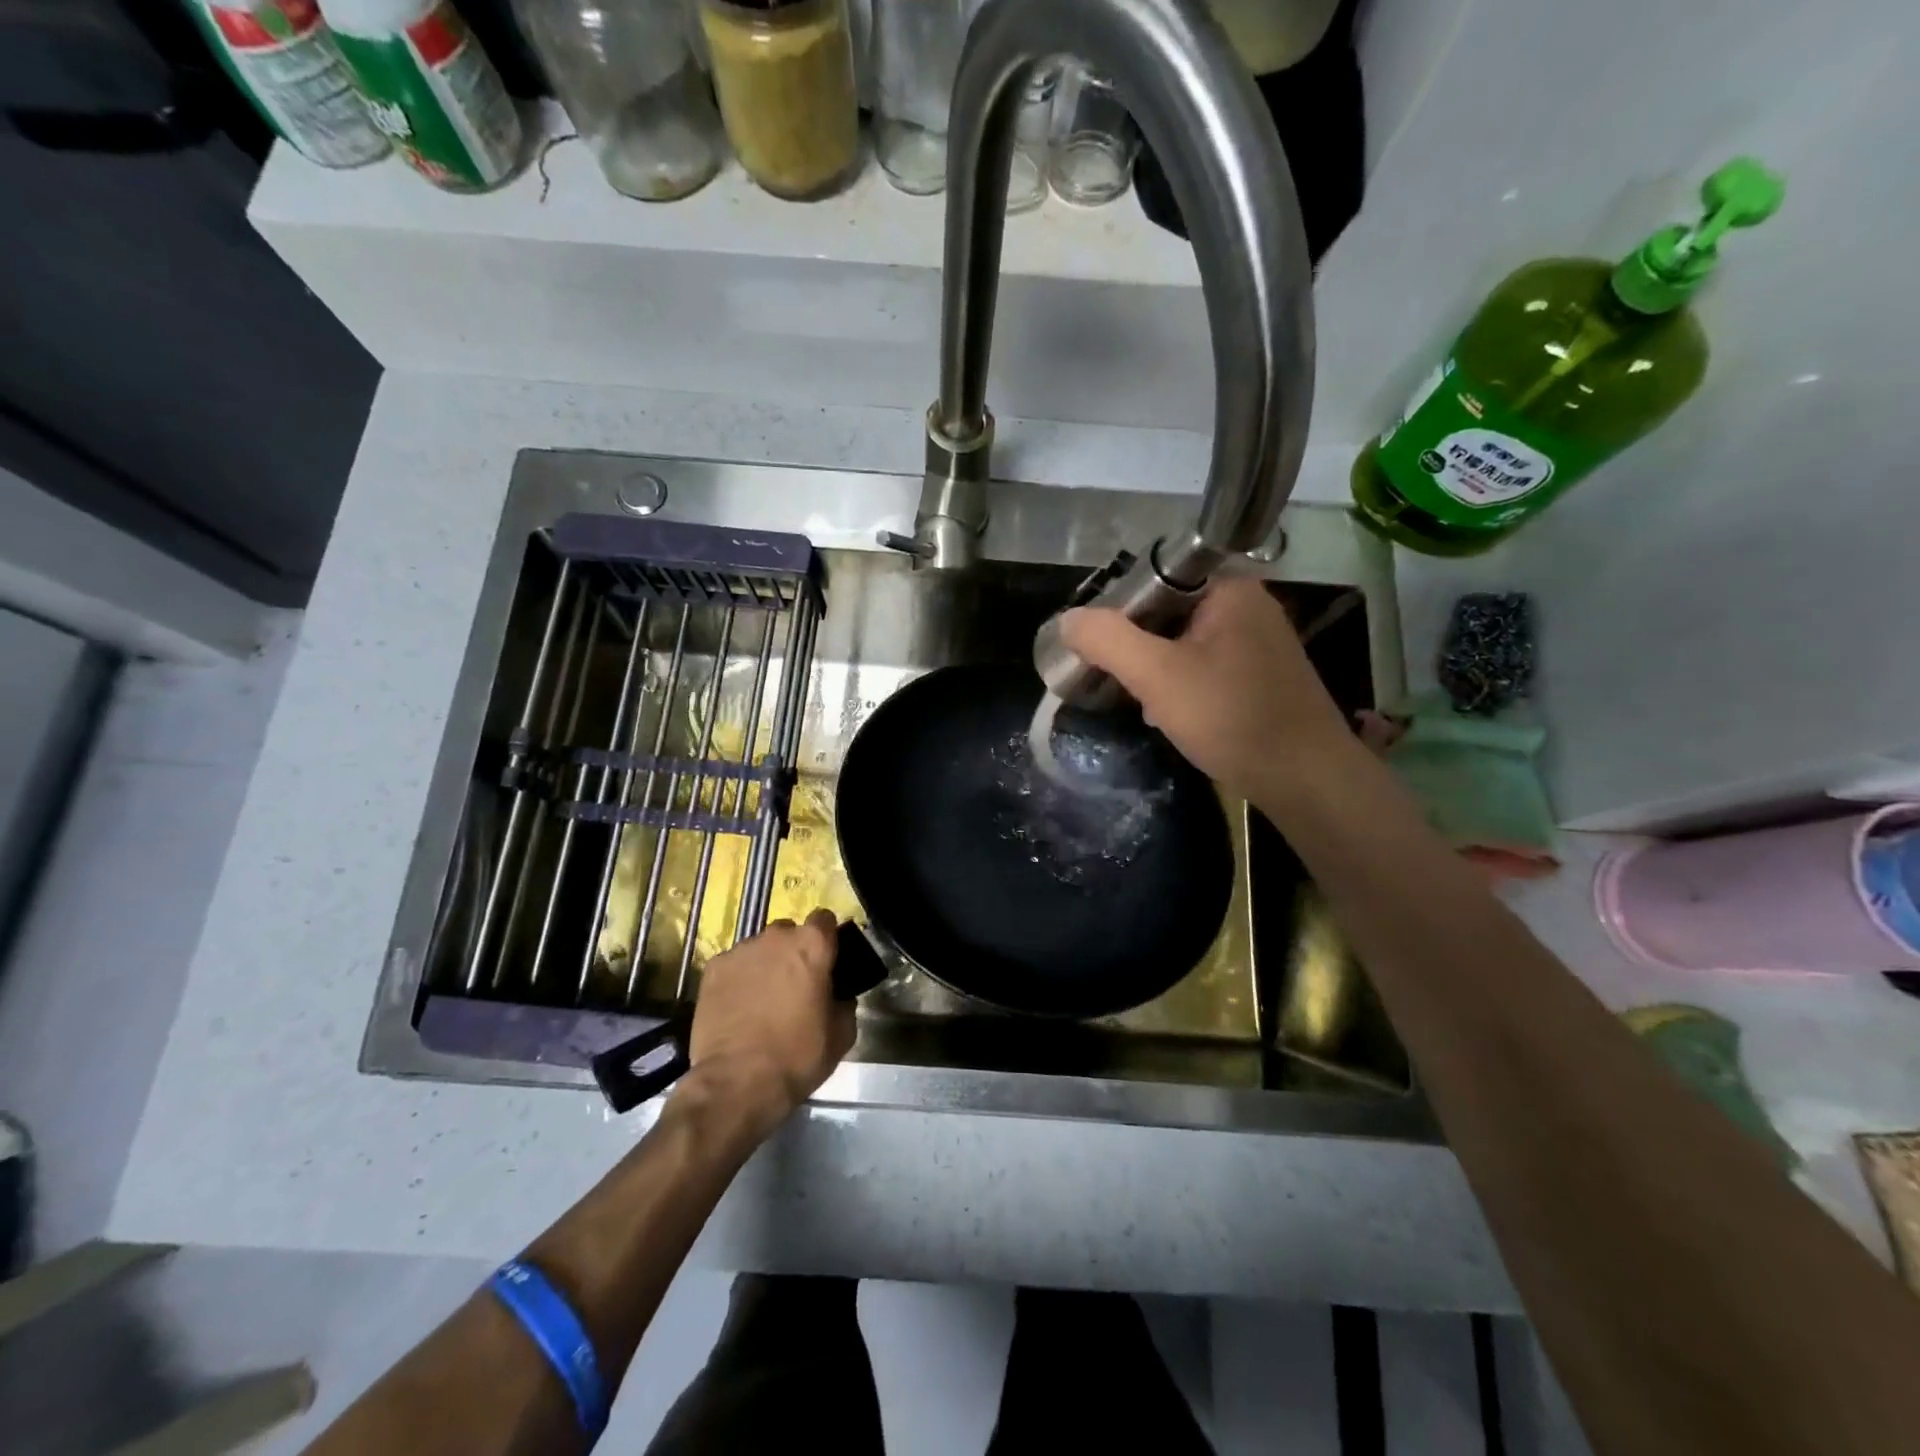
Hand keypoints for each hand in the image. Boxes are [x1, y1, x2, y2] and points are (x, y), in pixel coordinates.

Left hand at [681, 908, 853, 1134]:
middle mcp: (776, 937)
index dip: (826, 939)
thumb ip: (844, 1004)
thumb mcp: (841, 1035)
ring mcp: (741, 950)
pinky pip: (733, 965)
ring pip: (759, 948)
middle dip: (793, 952)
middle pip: (789, 932)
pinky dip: (738, 979)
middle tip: (795, 984)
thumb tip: (838, 998)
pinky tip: (738, 1007)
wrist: (738, 1082)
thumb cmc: (798, 1056)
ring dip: (765, 965)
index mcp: (812, 945)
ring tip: (762, 999)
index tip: (826, 960)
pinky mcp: (713, 969)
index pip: (824, 919)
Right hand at [1059, 576, 1354, 804]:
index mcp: (1229, 589)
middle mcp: (1248, 606)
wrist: (1306, 779)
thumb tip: (1068, 619)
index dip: (1119, 611)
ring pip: (1184, 645)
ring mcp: (1259, 643)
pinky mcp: (1262, 676)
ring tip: (1146, 705)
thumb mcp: (1157, 675)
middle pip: (1167, 613)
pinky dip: (1183, 687)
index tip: (1099, 649)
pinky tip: (1174, 717)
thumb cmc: (1231, 717)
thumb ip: (1107, 640)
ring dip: (1157, 673)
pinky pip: (1205, 668)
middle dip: (1138, 650)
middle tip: (1122, 684)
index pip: (1155, 579)